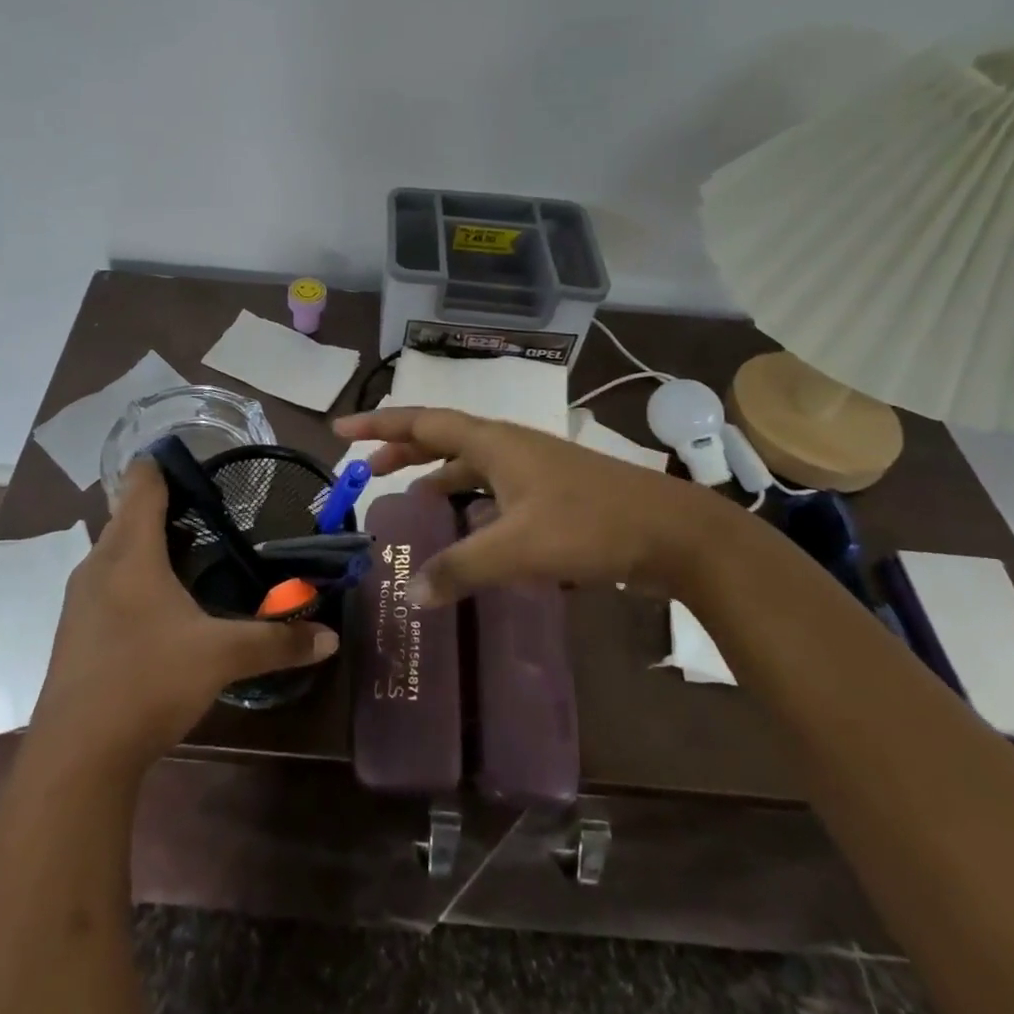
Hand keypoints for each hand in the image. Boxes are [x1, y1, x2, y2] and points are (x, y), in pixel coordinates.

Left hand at [28, 459, 337, 770]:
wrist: (75, 758)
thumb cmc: (147, 682)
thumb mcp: (220, 657)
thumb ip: (276, 642)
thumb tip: (330, 639)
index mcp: (130, 551)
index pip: (141, 483)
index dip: (164, 463)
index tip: (199, 462)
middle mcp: (99, 564)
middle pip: (128, 514)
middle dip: (166, 506)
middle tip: (212, 511)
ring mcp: (81, 599)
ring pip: (116, 550)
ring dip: (148, 543)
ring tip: (193, 551)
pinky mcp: (75, 631)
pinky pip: (108, 582)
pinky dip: (134, 576)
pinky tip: (161, 604)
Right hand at [333, 406, 756, 606]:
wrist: (672, 532)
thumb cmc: (589, 525)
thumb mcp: (517, 549)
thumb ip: (460, 569)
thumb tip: (409, 591)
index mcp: (494, 441)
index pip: (422, 422)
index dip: (379, 424)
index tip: (341, 429)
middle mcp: (509, 446)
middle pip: (443, 437)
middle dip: (403, 448)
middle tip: (368, 467)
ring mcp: (533, 469)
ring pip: (471, 464)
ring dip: (438, 475)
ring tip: (411, 498)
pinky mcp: (552, 494)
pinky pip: (494, 488)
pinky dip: (470, 500)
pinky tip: (468, 528)